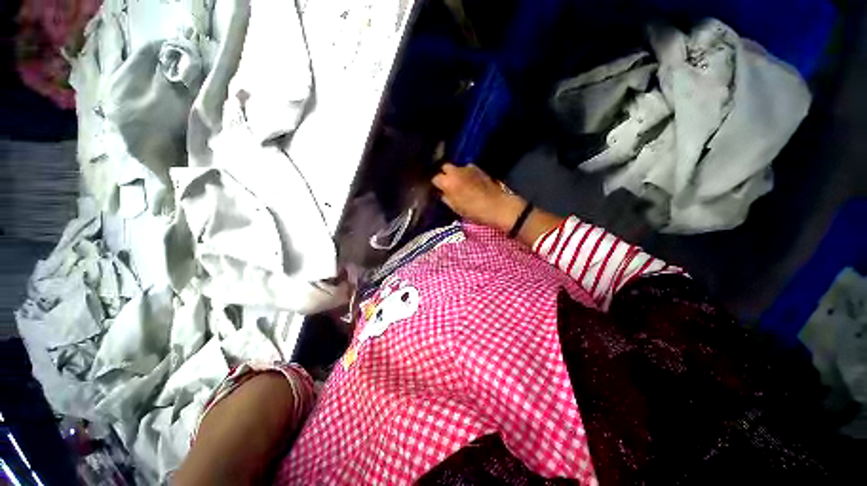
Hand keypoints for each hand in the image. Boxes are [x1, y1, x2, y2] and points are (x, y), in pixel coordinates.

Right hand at [432, 163, 524, 231]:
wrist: (497, 206)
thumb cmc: (474, 211)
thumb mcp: (456, 208)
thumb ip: (446, 198)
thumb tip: (442, 193)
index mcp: (448, 182)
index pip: (435, 178)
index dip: (437, 185)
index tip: (439, 190)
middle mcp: (456, 171)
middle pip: (445, 167)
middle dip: (445, 174)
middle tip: (448, 184)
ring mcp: (468, 168)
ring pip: (456, 167)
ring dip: (456, 173)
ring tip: (459, 182)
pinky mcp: (478, 169)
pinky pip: (467, 169)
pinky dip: (466, 173)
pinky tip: (470, 181)